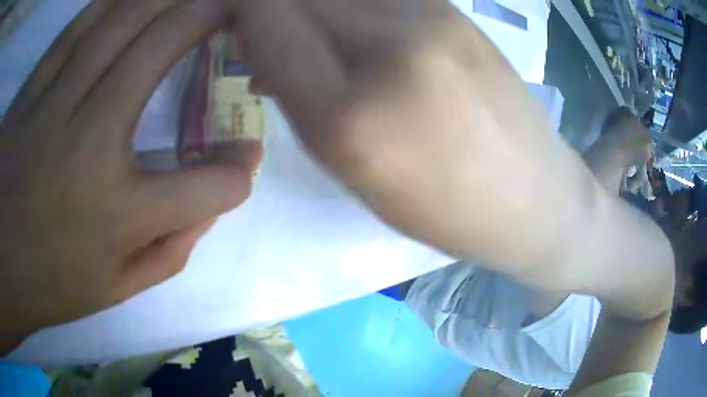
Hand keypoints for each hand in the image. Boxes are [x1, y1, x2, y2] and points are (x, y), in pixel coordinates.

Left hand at [0, 0, 253, 352]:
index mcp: (114, 216)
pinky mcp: (28, 93)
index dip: (235, 175)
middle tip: (235, 9)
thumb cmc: (48, 285)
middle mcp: (85, 148)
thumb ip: (169, 250)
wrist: (3, 265)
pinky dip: (111, 1)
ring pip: (118, 22)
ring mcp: (49, 108)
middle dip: (208, 17)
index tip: (241, 163)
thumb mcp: (113, 289)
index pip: (206, 188)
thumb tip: (211, 206)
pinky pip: (75, 30)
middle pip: (159, 50)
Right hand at [240, 0, 604, 286]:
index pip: (267, 20)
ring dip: (307, 1)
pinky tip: (350, 19)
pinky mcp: (453, 7)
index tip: (233, 21)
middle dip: (266, 2)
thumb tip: (262, 52)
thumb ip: (299, 100)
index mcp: (350, 115)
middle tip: (263, 23)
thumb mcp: (353, 173)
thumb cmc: (445, 210)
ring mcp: (429, 17)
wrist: (532, 196)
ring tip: (310, 28)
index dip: (240, 11)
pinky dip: (346, 0)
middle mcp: (388, 48)